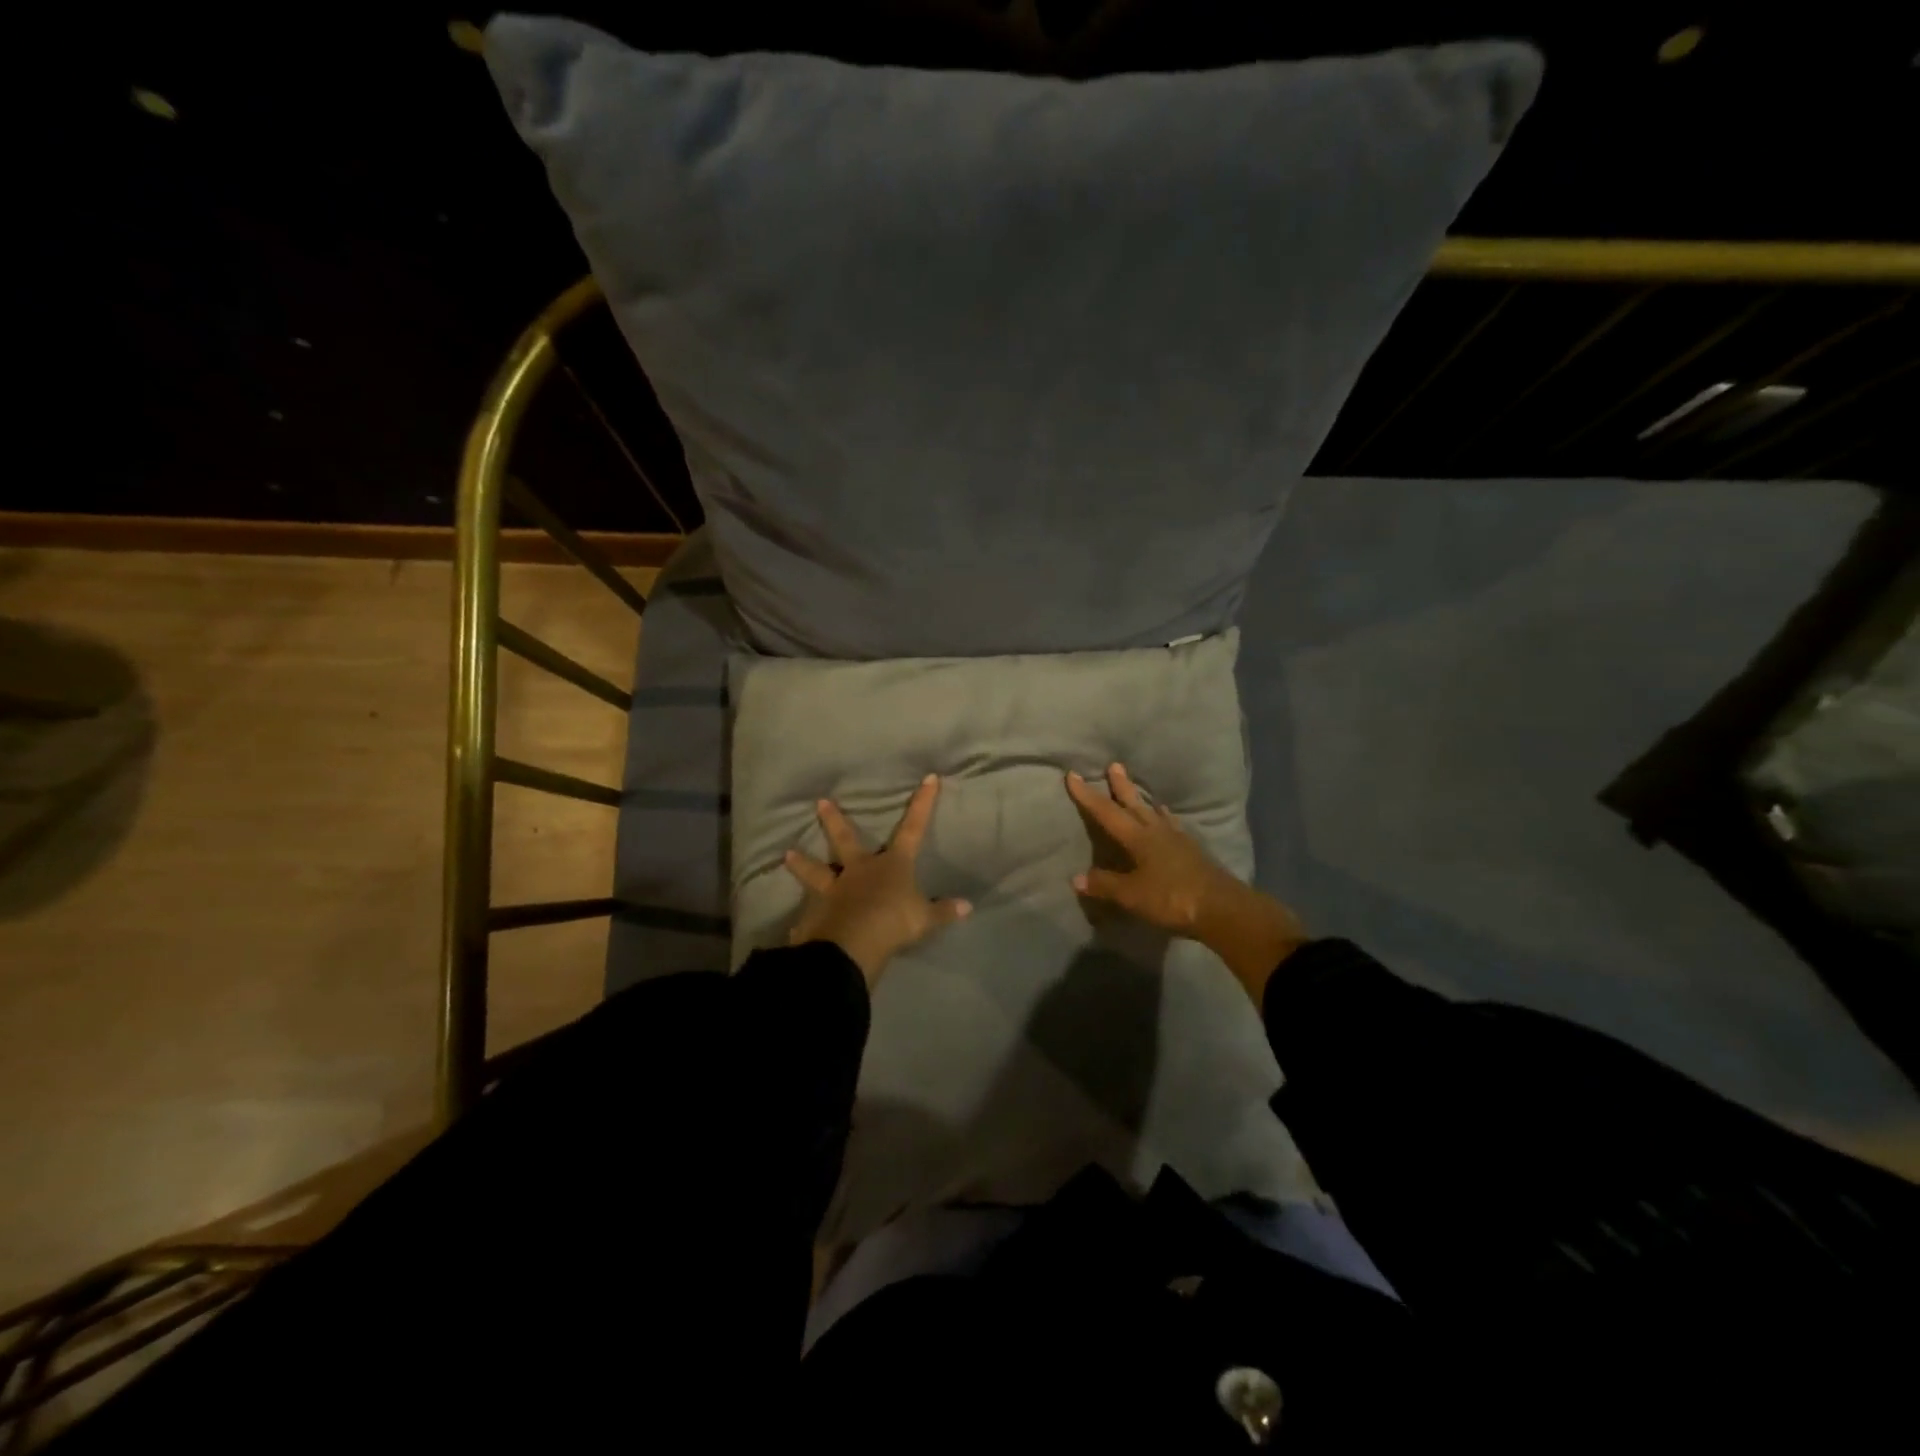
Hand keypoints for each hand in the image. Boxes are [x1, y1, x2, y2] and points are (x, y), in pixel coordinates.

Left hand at [785, 774, 971, 986]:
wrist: (854, 942)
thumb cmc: (894, 922)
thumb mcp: (925, 919)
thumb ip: (943, 911)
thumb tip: (967, 906)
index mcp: (892, 865)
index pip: (913, 829)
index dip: (923, 804)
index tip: (928, 778)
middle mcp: (860, 869)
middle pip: (846, 840)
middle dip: (834, 821)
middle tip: (820, 802)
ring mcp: (835, 888)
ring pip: (816, 871)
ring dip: (802, 863)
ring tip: (786, 855)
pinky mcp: (816, 911)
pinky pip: (808, 914)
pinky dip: (801, 919)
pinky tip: (791, 926)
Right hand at [1065, 763, 1305, 1002]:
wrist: (1221, 908)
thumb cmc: (1171, 898)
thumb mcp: (1132, 895)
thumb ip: (1105, 884)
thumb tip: (1076, 878)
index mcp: (1138, 838)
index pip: (1106, 812)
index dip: (1087, 795)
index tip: (1073, 775)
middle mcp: (1156, 831)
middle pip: (1134, 804)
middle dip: (1121, 786)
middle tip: (1114, 765)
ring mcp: (1178, 839)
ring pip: (1155, 813)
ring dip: (1143, 801)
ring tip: (1140, 791)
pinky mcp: (1192, 851)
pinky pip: (1172, 826)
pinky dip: (1164, 818)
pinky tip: (1167, 821)